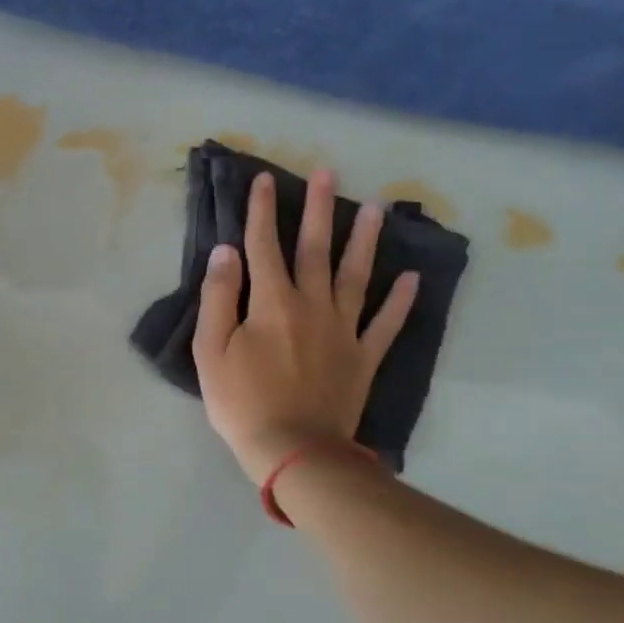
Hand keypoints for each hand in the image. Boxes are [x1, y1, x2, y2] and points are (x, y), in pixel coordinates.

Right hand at [194, 169, 417, 482]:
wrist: (292, 450)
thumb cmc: (242, 402)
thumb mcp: (211, 351)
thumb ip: (219, 298)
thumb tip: (226, 252)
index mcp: (272, 302)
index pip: (263, 246)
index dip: (262, 211)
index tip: (264, 180)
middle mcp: (312, 305)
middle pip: (315, 249)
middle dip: (318, 209)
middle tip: (328, 172)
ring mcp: (343, 330)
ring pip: (356, 276)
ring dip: (365, 240)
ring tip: (375, 208)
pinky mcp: (363, 356)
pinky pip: (386, 323)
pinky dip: (401, 300)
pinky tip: (413, 278)